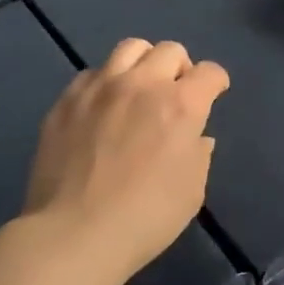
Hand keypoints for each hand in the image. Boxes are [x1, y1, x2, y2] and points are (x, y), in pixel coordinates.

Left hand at [25, 39, 228, 284]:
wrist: (72, 236)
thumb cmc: (144, 218)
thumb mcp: (192, 191)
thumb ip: (199, 154)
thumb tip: (196, 136)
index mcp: (182, 104)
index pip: (210, 72)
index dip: (216, 82)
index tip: (214, 94)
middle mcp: (143, 84)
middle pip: (171, 50)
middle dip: (181, 67)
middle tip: (175, 93)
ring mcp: (101, 88)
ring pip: (130, 48)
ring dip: (143, 63)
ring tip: (139, 88)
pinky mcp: (67, 100)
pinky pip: (92, 73)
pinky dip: (105, 83)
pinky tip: (102, 108)